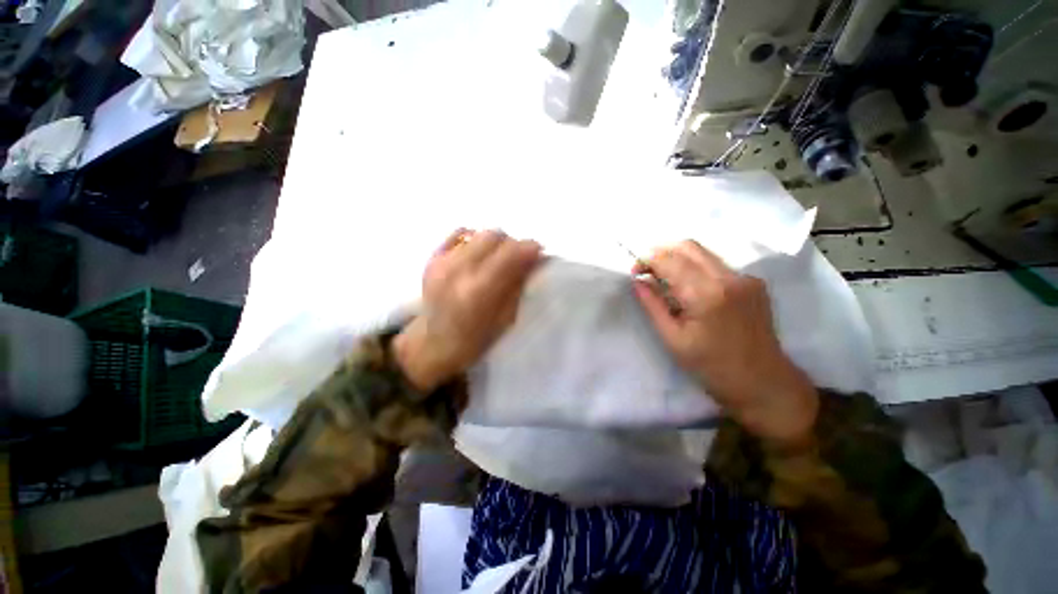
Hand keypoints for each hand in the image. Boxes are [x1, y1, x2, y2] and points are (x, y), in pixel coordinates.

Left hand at [394, 229, 541, 391]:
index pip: (510, 253)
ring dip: (495, 242)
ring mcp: (442, 261)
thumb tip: (532, 260)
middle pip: (494, 235)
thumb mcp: (505, 318)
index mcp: (479, 291)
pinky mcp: (433, 258)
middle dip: (513, 243)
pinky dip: (475, 239)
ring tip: (499, 257)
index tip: (539, 251)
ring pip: (478, 232)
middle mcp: (459, 270)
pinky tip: (479, 253)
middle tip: (519, 257)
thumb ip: (518, 285)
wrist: (434, 344)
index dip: (529, 247)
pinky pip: (459, 234)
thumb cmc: (475, 339)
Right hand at [633, 240, 817, 445]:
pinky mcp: (754, 283)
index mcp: (706, 294)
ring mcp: (746, 278)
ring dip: (679, 259)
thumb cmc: (711, 367)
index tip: (634, 272)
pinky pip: (717, 265)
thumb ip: (652, 305)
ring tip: (665, 279)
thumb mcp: (673, 339)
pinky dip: (696, 268)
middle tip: (647, 271)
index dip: (647, 260)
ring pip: (703, 253)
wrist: (764, 383)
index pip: (670, 260)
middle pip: (688, 246)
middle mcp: (729, 278)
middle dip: (662, 253)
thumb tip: (637, 281)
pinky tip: (690, 289)